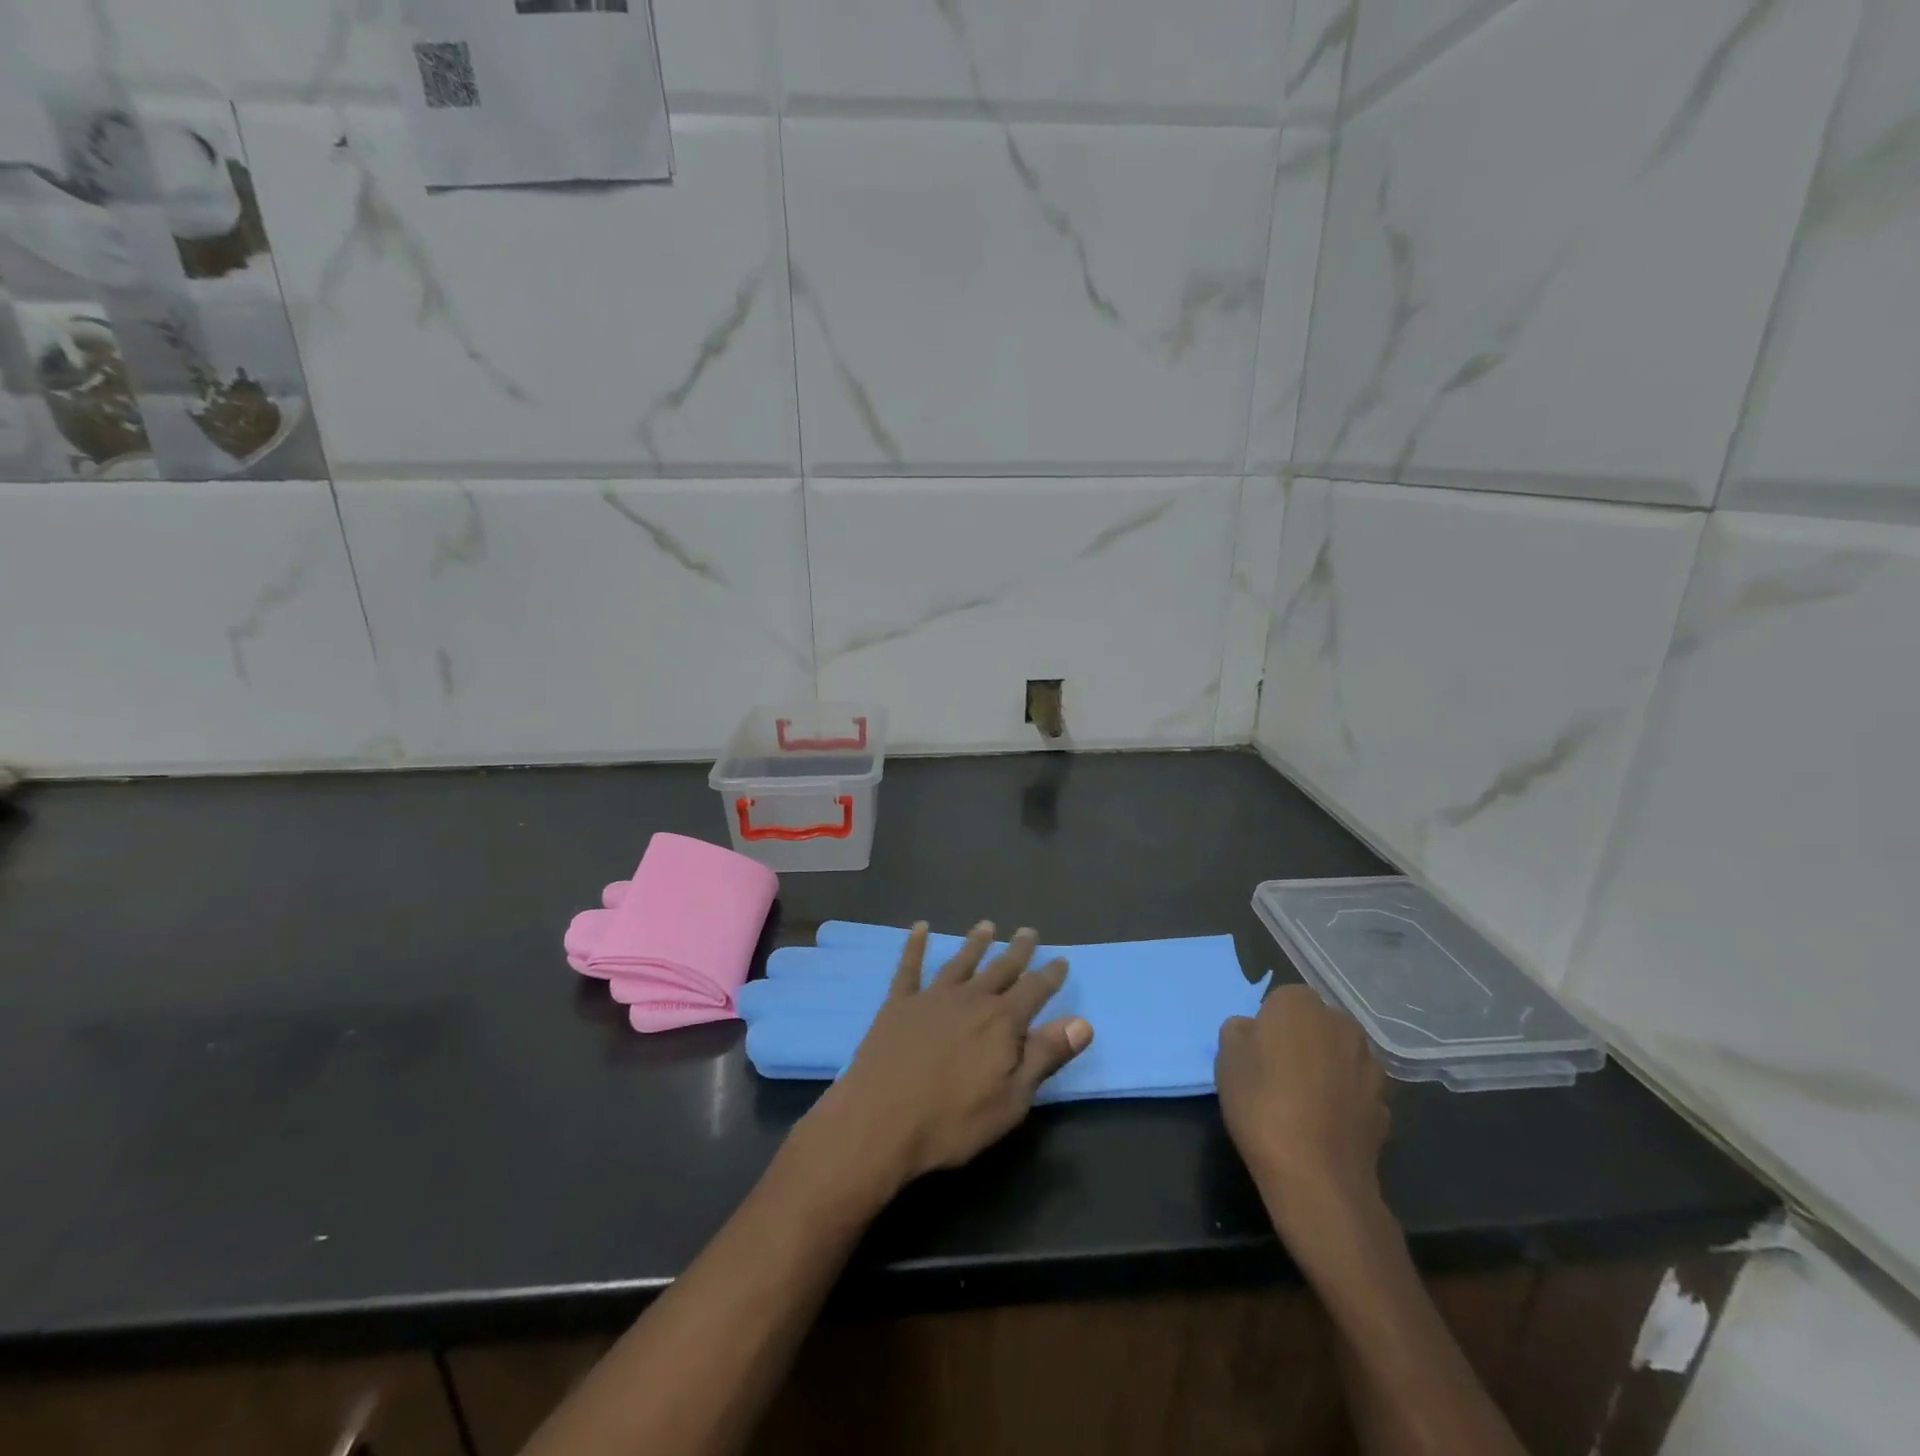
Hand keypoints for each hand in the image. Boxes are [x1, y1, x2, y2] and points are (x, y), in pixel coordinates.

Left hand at [796, 922, 1093, 1197]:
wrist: (880, 1121)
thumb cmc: (952, 1120)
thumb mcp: (1012, 1099)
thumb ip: (1044, 1056)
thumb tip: (1082, 1022)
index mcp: (1001, 1022)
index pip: (1034, 990)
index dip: (1049, 975)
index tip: (1061, 959)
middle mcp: (970, 999)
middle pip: (1000, 969)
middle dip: (1017, 951)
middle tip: (1028, 931)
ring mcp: (932, 998)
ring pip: (960, 962)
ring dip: (975, 943)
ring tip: (986, 925)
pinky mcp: (899, 1004)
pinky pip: (909, 967)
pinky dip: (916, 945)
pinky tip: (920, 927)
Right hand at [1216, 984, 1389, 1232]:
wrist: (1316, 1175)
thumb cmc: (1261, 1103)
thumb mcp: (1226, 1058)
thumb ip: (1239, 1032)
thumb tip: (1254, 1032)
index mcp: (1300, 1004)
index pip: (1281, 1000)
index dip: (1267, 1026)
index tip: (1256, 1054)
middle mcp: (1341, 1024)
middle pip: (1315, 1024)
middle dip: (1301, 1041)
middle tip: (1277, 1074)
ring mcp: (1369, 1065)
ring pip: (1339, 1056)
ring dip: (1326, 1068)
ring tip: (1302, 1103)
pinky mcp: (1385, 1104)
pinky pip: (1356, 1090)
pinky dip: (1343, 1100)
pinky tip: (1324, 1125)